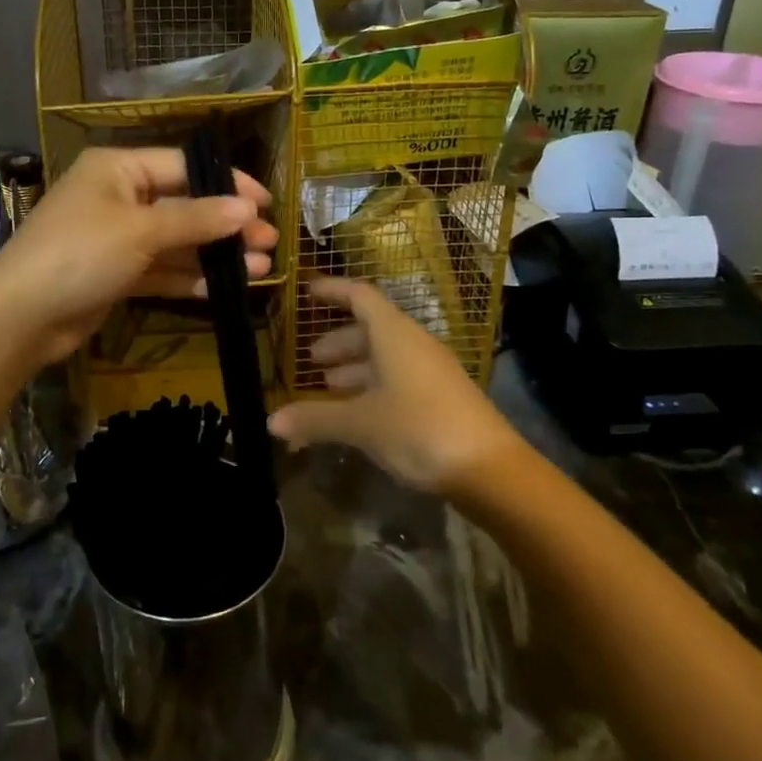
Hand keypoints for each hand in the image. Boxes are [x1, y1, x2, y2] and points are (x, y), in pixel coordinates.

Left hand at [0, 147, 275, 364]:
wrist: (20, 318)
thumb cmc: (80, 254)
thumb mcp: (141, 230)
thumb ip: (196, 219)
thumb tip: (248, 208)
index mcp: (118, 169)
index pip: (183, 166)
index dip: (227, 183)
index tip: (266, 203)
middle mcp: (118, 197)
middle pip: (184, 205)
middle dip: (226, 224)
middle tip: (269, 242)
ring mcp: (117, 237)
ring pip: (176, 241)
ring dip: (214, 254)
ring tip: (259, 267)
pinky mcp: (116, 273)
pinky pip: (161, 268)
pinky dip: (189, 276)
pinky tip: (223, 287)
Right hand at [267, 277, 515, 495]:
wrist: (490, 470)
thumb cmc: (419, 429)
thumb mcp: (360, 424)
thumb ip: (315, 419)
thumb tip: (271, 421)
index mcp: (394, 334)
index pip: (359, 296)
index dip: (332, 291)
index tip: (307, 292)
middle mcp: (413, 344)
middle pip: (371, 328)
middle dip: (338, 342)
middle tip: (310, 360)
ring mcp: (431, 371)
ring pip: (385, 357)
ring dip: (354, 368)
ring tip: (327, 388)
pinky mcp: (441, 397)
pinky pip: (399, 378)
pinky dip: (373, 387)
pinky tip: (359, 413)